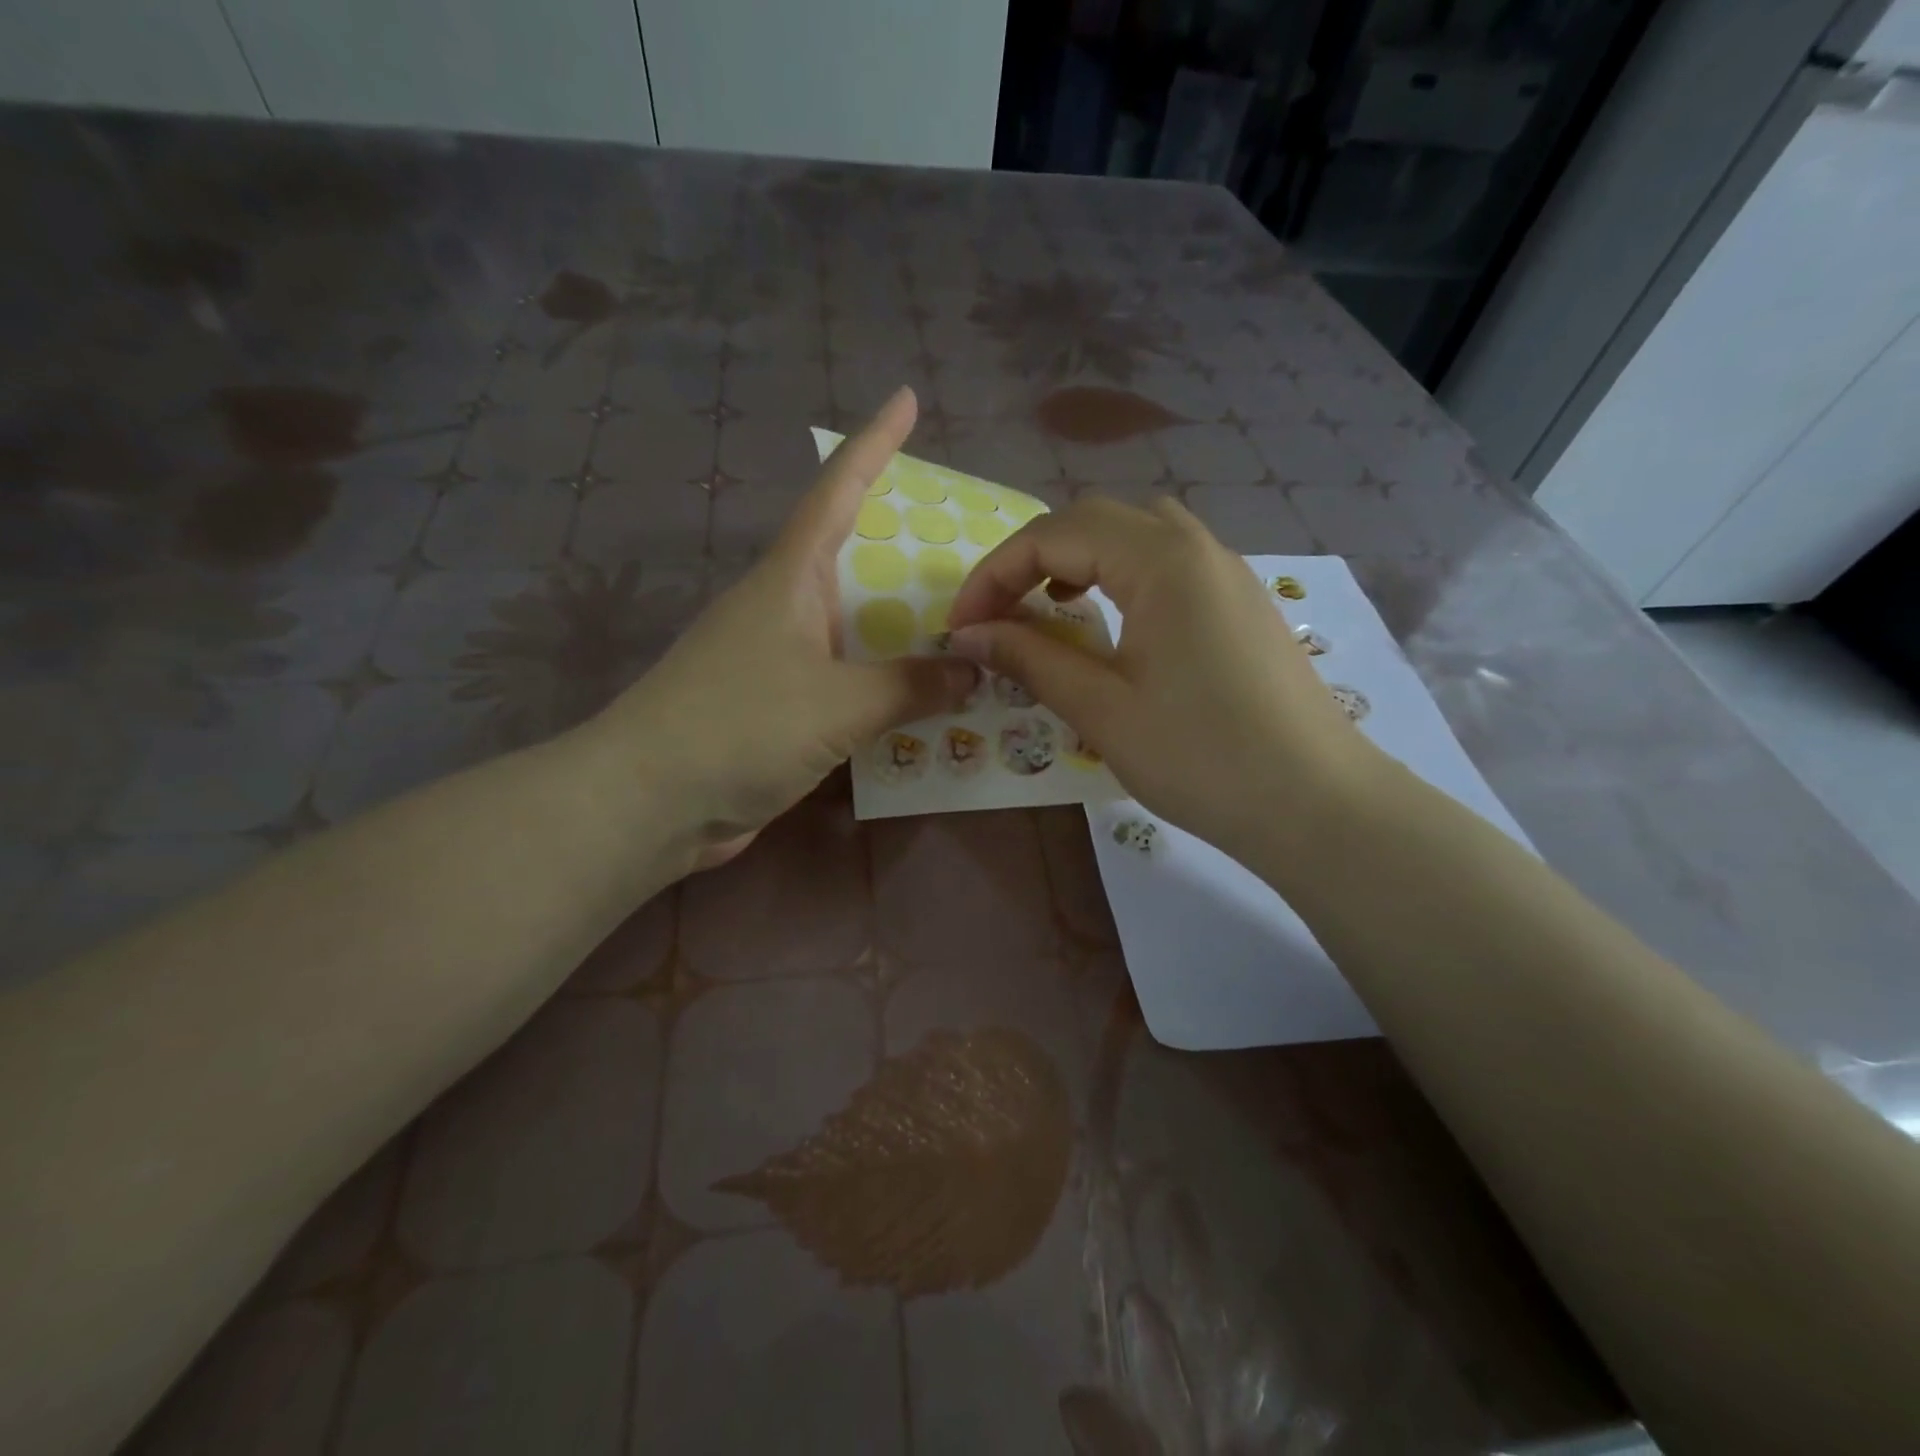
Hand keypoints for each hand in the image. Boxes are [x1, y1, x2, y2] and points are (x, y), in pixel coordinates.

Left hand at [597, 388, 974, 863]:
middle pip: (854, 561)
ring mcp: (777, 660)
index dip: (874, 443)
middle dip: (907, 550)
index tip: (905, 398)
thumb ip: (912, 685)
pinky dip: (884, 686)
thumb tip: (973, 671)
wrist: (650, 802)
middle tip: (970, 549)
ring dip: (903, 630)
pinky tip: (923, 701)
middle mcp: (784, 609)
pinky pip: (846, 683)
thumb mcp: (839, 703)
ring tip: (966, 628)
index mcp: (790, 579)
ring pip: (854, 629)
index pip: (838, 490)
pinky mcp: (777, 709)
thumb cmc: (740, 726)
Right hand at [945, 495, 1377, 859]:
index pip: (1054, 534)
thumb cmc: (1201, 757)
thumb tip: (967, 634)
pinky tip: (1109, 621)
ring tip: (1047, 605)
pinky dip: (1120, 575)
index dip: (994, 574)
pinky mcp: (1240, 603)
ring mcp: (1226, 572)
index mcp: (1162, 559)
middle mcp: (1197, 546)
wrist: (1315, 805)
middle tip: (996, 614)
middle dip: (1031, 558)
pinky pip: (1167, 563)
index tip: (960, 625)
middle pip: (1094, 519)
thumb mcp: (1102, 709)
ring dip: (1078, 558)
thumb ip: (1031, 658)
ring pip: (1135, 534)